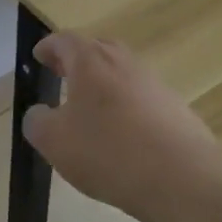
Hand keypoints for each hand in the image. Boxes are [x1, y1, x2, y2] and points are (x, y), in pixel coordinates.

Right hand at [23, 31, 221, 221]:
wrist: (184, 179)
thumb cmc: (108, 151)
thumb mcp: (54, 141)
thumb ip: (37, 122)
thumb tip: (40, 114)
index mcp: (91, 61)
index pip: (65, 41)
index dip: (49, 47)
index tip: (39, 56)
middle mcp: (125, 63)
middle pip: (99, 50)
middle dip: (78, 60)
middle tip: (63, 74)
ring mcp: (155, 85)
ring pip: (123, 75)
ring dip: (105, 85)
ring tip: (91, 110)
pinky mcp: (177, 110)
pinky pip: (143, 100)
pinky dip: (127, 109)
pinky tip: (122, 137)